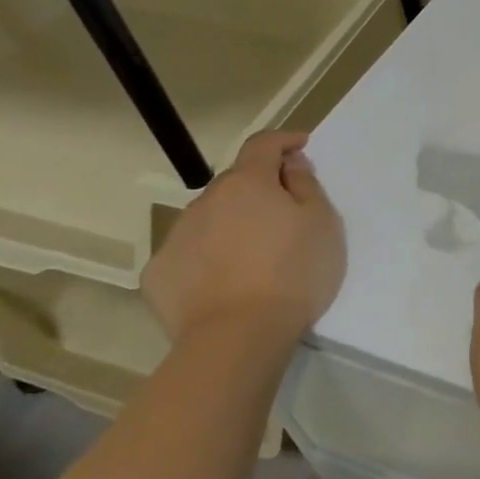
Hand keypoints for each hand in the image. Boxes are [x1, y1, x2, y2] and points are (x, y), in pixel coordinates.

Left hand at [141, 131, 343, 350]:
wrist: (237, 338)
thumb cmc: (293, 273)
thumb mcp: (322, 223)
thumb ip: (306, 185)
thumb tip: (290, 164)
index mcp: (248, 183)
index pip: (263, 144)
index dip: (283, 140)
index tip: (301, 146)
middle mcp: (205, 201)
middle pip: (236, 183)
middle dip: (259, 189)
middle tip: (284, 213)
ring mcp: (176, 237)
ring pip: (210, 218)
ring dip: (231, 222)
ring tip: (253, 254)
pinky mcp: (158, 275)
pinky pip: (189, 253)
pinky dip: (207, 256)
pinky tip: (223, 280)